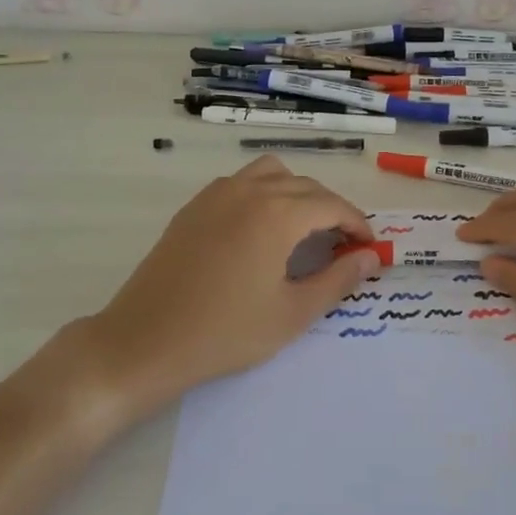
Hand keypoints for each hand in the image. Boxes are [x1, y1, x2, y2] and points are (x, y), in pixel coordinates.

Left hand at [54, 156, 377, 422]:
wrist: (145, 340)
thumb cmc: (225, 332)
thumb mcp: (292, 313)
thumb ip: (337, 280)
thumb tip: (370, 258)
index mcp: (277, 213)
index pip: (331, 205)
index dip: (356, 223)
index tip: (368, 247)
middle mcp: (249, 191)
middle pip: (304, 185)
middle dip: (331, 209)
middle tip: (342, 245)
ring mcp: (216, 195)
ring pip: (270, 173)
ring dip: (296, 192)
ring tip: (302, 229)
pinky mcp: (193, 207)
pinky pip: (240, 183)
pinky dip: (263, 193)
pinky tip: (260, 230)